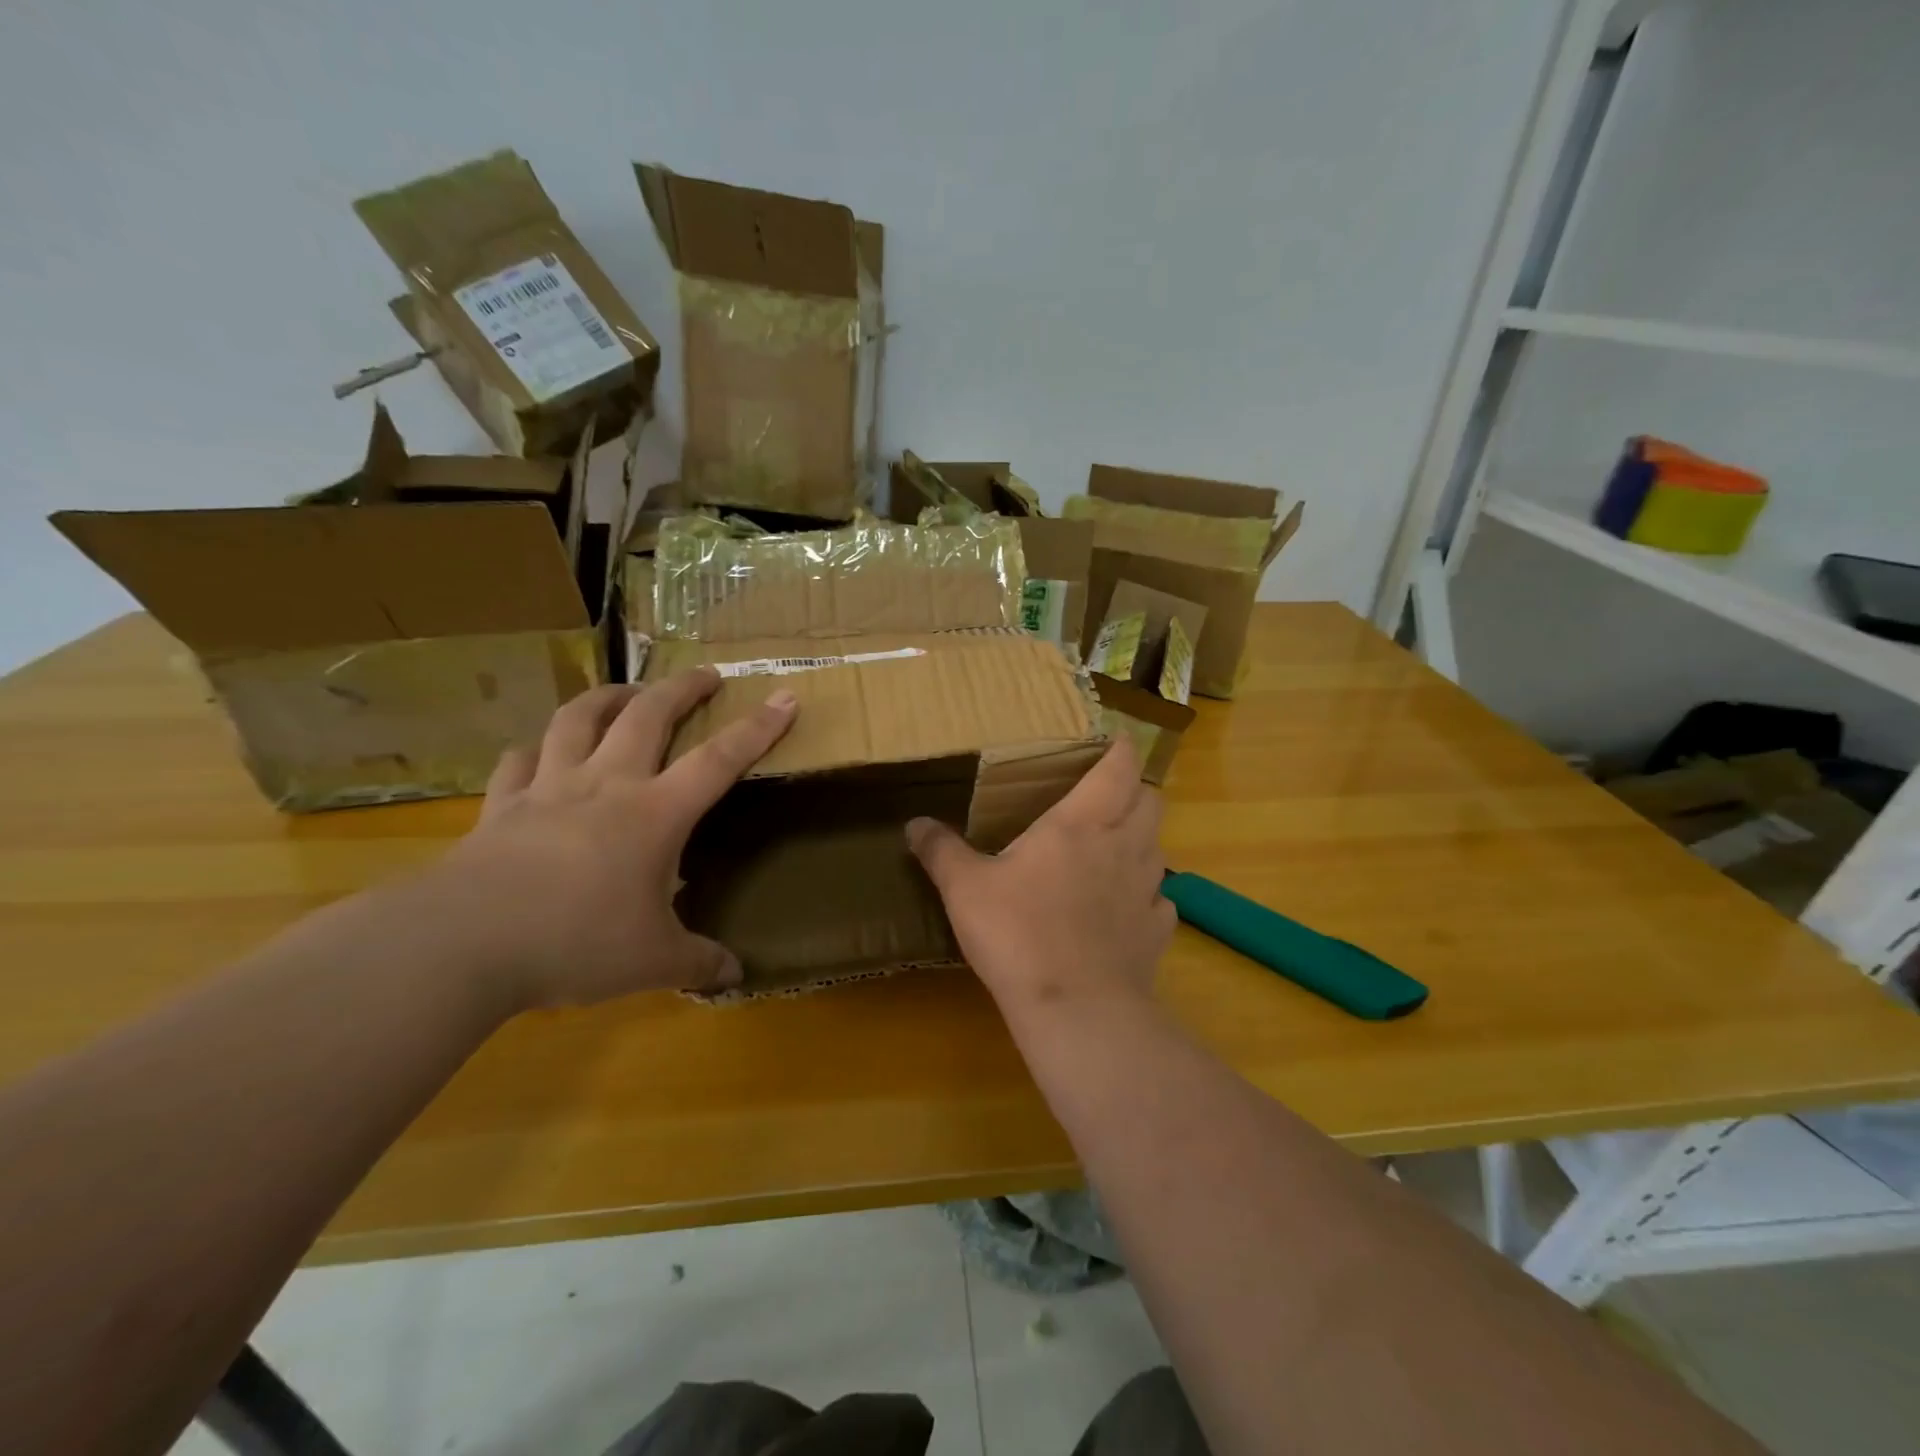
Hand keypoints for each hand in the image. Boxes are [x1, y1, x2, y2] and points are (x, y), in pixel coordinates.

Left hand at [428, 670, 796, 1010]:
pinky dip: (536, 749)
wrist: (463, 943)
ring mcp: (549, 789)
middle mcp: (606, 785)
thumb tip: (737, 975)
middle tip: (704, 674)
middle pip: (648, 716)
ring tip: (626, 691)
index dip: (758, 728)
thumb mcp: (652, 962)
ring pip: (579, 719)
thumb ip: (699, 963)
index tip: (785, 697)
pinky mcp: (500, 806)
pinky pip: (519, 761)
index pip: (720, 759)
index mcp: (655, 814)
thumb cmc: (576, 944)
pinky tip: (541, 752)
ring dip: (608, 697)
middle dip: (682, 689)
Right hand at [906, 739, 1174, 1013]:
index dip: (1121, 749)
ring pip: (1160, 847)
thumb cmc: (1018, 933)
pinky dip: (1146, 896)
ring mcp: (1147, 890)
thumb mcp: (965, 888)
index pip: (1118, 768)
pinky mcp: (1157, 931)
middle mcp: (1124, 846)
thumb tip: (914, 824)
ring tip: (1113, 851)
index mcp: (1080, 824)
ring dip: (1142, 840)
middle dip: (1137, 791)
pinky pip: (1161, 900)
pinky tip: (1122, 911)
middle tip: (1110, 798)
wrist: (1076, 1009)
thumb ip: (941, 851)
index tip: (1116, 741)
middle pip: (1152, 800)